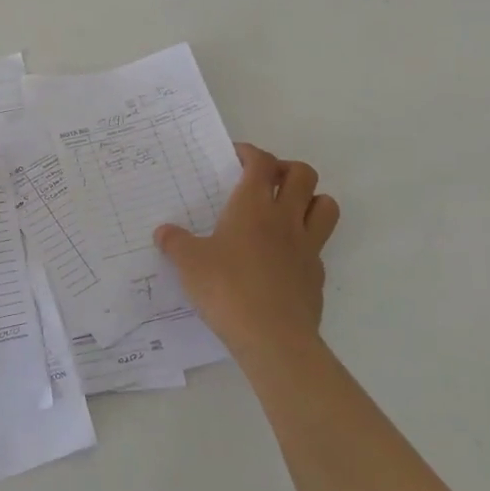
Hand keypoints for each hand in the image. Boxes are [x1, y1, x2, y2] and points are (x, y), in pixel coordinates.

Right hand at [155, 143, 340, 356]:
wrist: (272, 337)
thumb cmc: (227, 289)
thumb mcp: (189, 264)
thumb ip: (175, 243)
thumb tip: (163, 232)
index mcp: (253, 206)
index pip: (262, 162)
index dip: (251, 153)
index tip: (236, 157)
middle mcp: (285, 218)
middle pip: (303, 174)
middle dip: (286, 169)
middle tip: (266, 182)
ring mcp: (307, 246)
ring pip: (326, 205)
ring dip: (311, 199)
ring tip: (287, 211)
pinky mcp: (316, 275)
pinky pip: (319, 246)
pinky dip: (305, 243)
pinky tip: (283, 258)